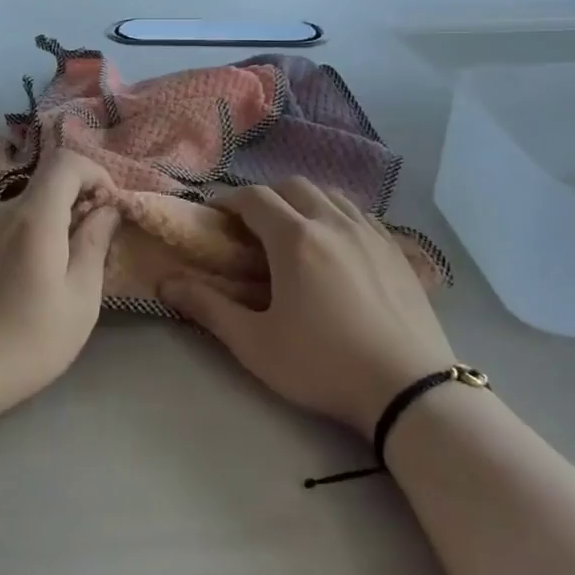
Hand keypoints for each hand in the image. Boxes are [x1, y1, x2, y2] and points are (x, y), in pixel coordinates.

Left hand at [0, 149, 120, 422]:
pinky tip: (33, 284)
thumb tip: (107, 208)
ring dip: (57, 223)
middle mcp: (1, 212)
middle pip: (48, 184)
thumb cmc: (23, 343)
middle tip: (98, 246)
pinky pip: (9, 228)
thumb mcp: (79, 300)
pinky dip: (33, 237)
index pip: (66, 161)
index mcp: (33, 217)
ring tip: (69, 271)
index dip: (96, 173)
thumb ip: (95, 244)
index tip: (112, 208)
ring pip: (29, 208)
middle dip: (81, 201)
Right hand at [161, 180, 454, 438]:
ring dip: (304, 203)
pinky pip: (360, 214)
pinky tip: (337, 246)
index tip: (215, 216)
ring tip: (294, 233)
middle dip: (266, 198)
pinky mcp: (397, 249)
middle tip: (252, 228)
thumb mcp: (256, 344)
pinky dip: (338, 216)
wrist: (408, 387)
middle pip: (293, 186)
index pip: (254, 198)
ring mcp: (370, 232)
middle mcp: (333, 222)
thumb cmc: (323, 365)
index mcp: (295, 239)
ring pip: (331, 195)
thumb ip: (208, 308)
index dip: (229, 200)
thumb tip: (166, 283)